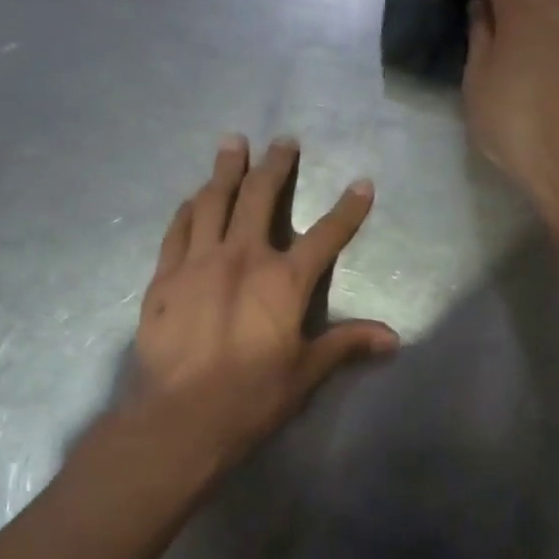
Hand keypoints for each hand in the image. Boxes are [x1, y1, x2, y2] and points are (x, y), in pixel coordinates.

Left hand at [134, 135, 398, 465]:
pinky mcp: (164, 277)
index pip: (326, 235)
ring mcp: (198, 262)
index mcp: (284, 281)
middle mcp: (242, 258)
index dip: (348, 209)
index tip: (362, 184)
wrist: (181, 417)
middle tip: (282, 142)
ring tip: (232, 143)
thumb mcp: (306, 372)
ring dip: (226, 170)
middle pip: (260, 198)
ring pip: (213, 202)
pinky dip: (188, 208)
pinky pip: (178, 229)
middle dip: (275, 166)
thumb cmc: (252, 396)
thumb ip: (346, 345)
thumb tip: (393, 338)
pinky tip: (193, 197)